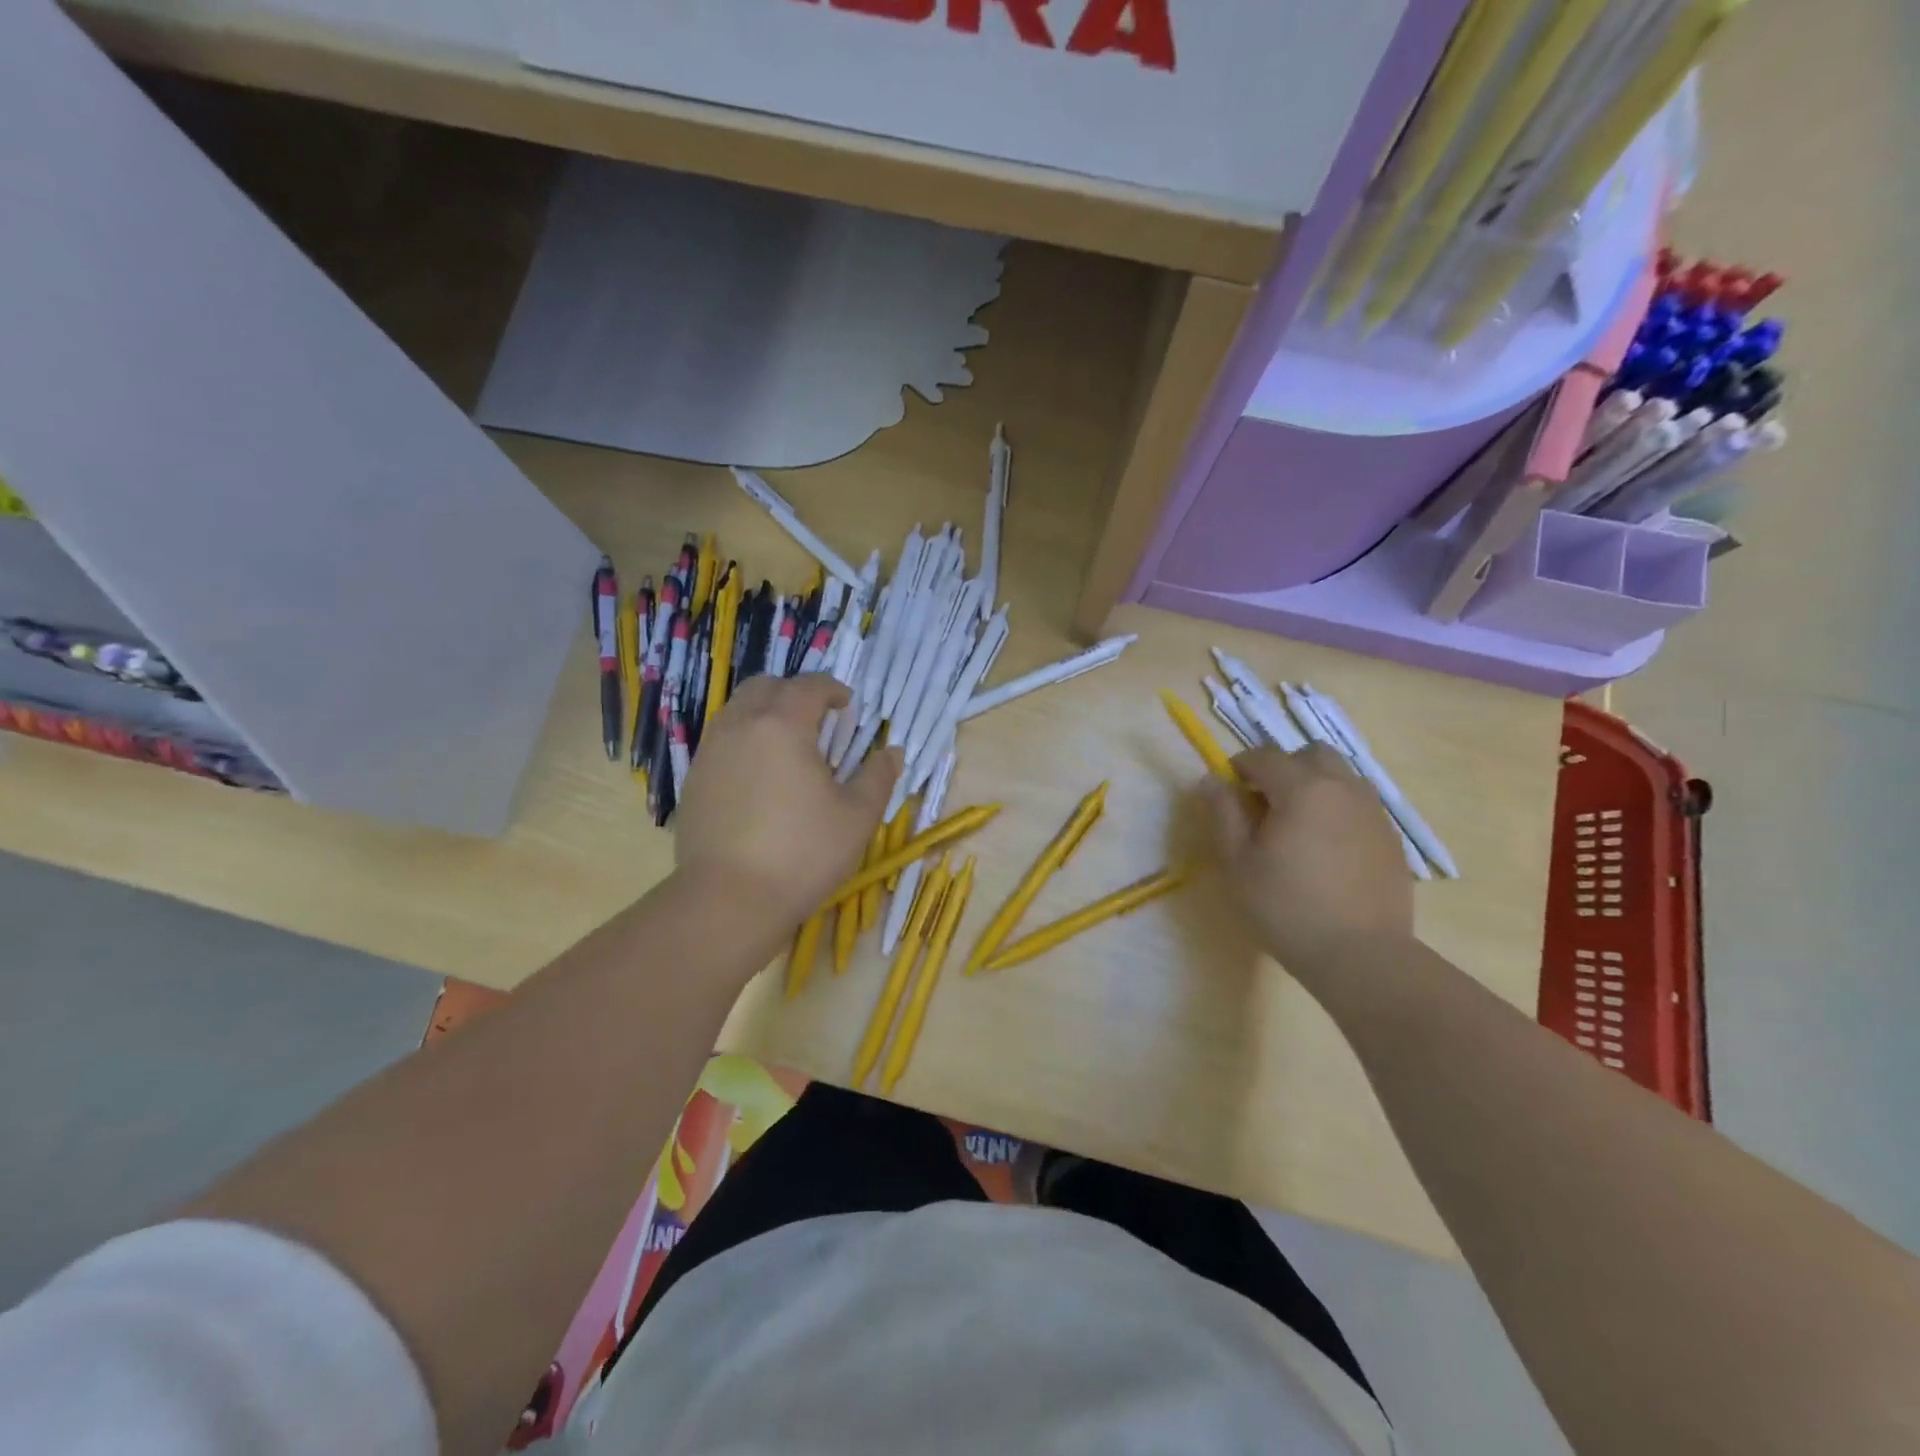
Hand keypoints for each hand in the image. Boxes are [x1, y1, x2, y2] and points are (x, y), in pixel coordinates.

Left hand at [674, 675, 900, 928]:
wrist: (728, 900)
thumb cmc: (802, 853)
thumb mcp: (857, 817)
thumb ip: (878, 777)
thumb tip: (892, 753)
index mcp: (783, 725)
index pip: (809, 686)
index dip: (833, 690)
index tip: (848, 706)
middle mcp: (741, 726)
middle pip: (765, 687)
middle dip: (793, 693)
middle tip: (817, 720)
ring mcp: (710, 752)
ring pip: (737, 712)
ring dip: (765, 715)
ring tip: (788, 748)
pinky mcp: (693, 781)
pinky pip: (721, 743)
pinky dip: (744, 743)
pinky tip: (759, 778)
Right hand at [1205, 744, 1414, 975]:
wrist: (1361, 956)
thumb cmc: (1286, 908)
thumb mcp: (1238, 863)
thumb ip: (1223, 813)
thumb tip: (1212, 780)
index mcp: (1302, 789)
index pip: (1264, 757)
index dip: (1239, 767)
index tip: (1227, 792)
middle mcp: (1343, 788)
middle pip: (1311, 754)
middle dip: (1284, 768)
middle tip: (1265, 804)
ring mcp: (1374, 812)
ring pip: (1341, 777)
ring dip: (1314, 785)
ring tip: (1297, 825)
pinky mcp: (1391, 839)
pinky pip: (1360, 805)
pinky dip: (1338, 810)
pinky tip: (1326, 849)